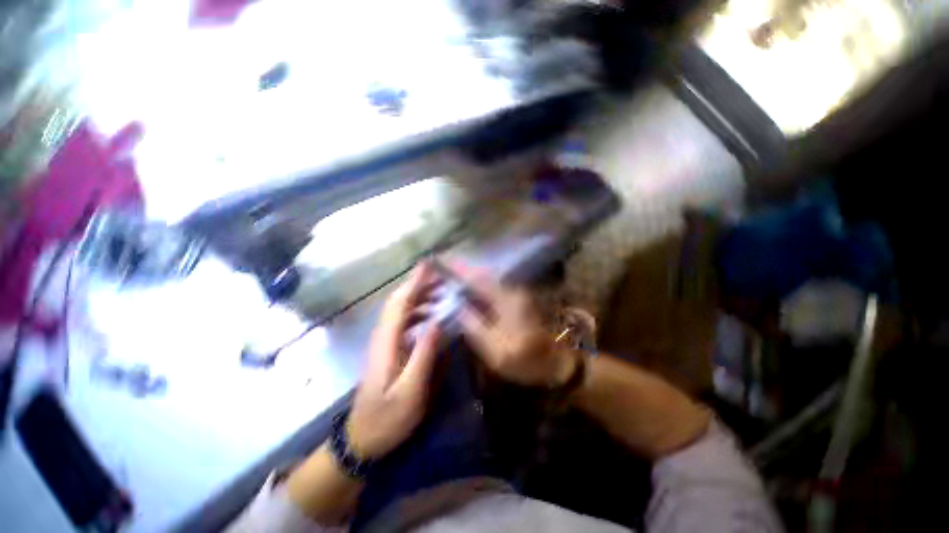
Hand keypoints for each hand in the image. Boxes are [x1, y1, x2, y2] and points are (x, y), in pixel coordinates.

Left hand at [348, 263, 440, 458]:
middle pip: (398, 302)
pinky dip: (417, 310)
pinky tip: (430, 314)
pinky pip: (402, 321)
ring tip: (440, 291)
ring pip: (400, 309)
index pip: (400, 303)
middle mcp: (382, 336)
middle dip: (418, 284)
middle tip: (441, 276)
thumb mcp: (410, 393)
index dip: (414, 282)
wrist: (362, 440)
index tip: (429, 266)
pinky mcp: (388, 349)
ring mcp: (384, 342)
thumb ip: (424, 356)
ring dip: (418, 296)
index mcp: (387, 343)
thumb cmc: (387, 419)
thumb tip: (438, 322)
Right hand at [452, 263, 573, 386]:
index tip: (439, 260)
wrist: (559, 361)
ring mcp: (515, 293)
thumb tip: (456, 306)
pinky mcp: (516, 300)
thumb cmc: (527, 358)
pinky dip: (477, 287)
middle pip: (480, 274)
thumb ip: (473, 324)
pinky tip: (468, 292)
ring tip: (449, 278)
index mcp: (505, 298)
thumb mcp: (495, 347)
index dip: (456, 269)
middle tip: (440, 269)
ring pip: (486, 280)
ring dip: (468, 277)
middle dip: (460, 270)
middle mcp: (510, 289)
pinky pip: (491, 288)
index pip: (475, 278)